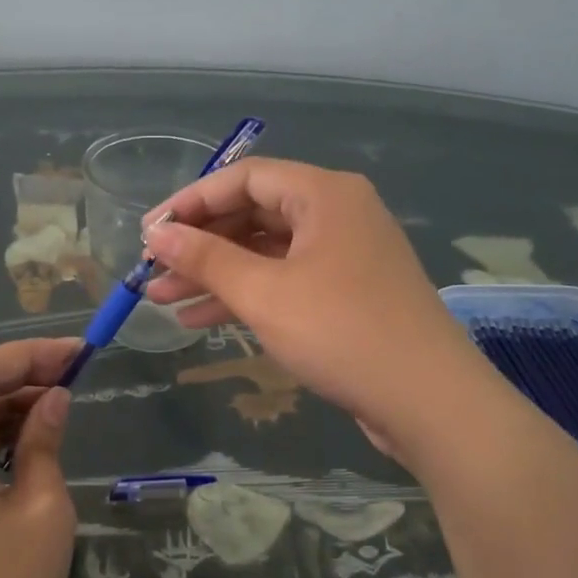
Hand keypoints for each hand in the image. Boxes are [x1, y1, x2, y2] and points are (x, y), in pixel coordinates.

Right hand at [143, 159, 485, 462]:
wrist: (427, 399)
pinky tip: (202, 319)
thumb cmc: (341, 332)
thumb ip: (207, 258)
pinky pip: (285, 281)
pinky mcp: (347, 294)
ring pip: (266, 253)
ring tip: (162, 300)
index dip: (191, 202)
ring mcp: (344, 255)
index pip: (244, 178)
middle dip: (200, 245)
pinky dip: (246, 296)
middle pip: (254, 214)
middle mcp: (337, 214)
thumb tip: (158, 234)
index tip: (150, 233)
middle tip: (152, 271)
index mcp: (324, 194)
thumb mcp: (263, 293)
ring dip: (216, 274)